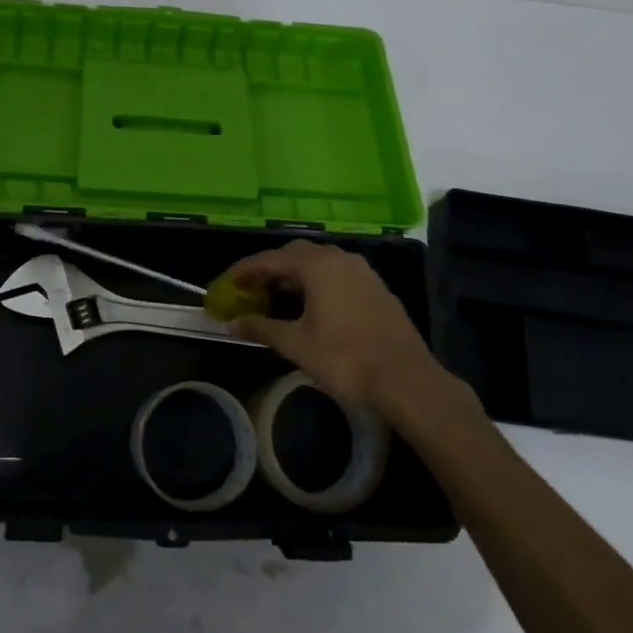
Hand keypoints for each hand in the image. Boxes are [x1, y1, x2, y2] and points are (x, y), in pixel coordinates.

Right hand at [226, 240, 470, 422]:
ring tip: (276, 296)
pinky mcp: (376, 288)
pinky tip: (310, 305)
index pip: (271, 259)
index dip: (245, 270)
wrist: (405, 379)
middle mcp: (340, 259)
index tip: (227, 282)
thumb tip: (232, 324)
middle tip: (250, 288)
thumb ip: (262, 328)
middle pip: (296, 254)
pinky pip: (337, 274)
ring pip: (319, 262)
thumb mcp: (296, 344)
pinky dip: (317, 282)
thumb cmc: (344, 358)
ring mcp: (362, 272)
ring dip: (295, 274)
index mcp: (317, 265)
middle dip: (270, 268)